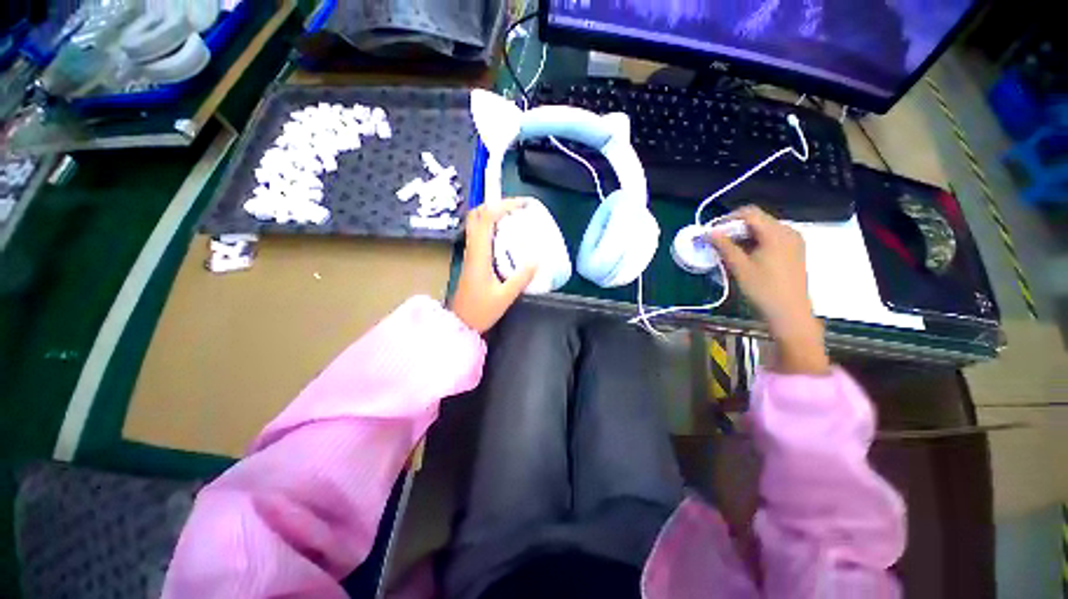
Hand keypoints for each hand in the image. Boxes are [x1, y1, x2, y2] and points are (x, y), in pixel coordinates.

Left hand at [450, 198, 536, 333]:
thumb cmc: (481, 311)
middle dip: (497, 204)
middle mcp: (472, 249)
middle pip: (477, 215)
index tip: (522, 205)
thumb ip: (521, 277)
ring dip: (494, 213)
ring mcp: (470, 253)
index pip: (486, 219)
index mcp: (479, 255)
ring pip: (477, 223)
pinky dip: (492, 226)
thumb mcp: (505, 296)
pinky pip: (480, 234)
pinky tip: (507, 235)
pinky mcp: (473, 259)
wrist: (461, 323)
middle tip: (518, 207)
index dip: (503, 206)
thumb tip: (537, 259)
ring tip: (515, 216)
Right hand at [708, 206, 829, 374]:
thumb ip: (724, 246)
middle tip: (718, 243)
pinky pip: (772, 239)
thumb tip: (709, 232)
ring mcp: (794, 241)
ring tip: (729, 251)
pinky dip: (756, 243)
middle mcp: (788, 231)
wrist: (790, 313)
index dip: (728, 219)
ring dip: (744, 236)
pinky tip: (746, 256)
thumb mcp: (740, 267)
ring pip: (764, 230)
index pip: (749, 213)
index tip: (712, 232)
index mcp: (776, 233)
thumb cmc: (763, 289)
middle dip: (735, 228)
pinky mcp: (795, 251)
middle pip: (757, 220)